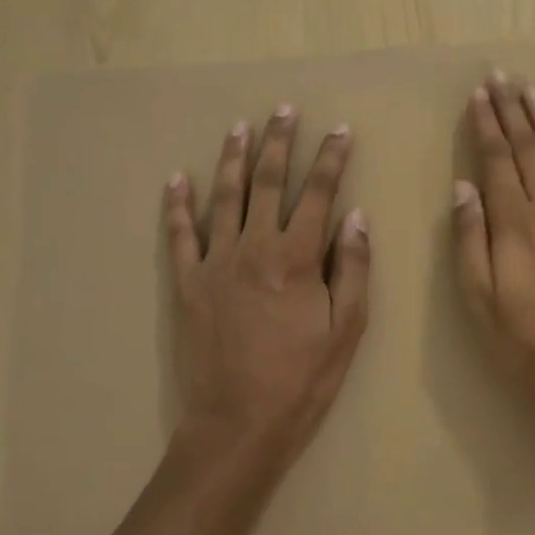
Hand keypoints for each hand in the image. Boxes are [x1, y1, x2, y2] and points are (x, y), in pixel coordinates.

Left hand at [163, 106, 369, 467]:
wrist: (237, 425)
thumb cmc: (302, 379)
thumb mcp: (347, 328)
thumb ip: (353, 267)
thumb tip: (356, 215)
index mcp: (297, 258)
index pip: (318, 194)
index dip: (331, 159)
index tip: (339, 130)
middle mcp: (255, 248)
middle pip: (268, 182)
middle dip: (279, 142)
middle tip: (283, 109)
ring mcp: (215, 263)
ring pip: (225, 197)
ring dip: (233, 158)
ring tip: (239, 126)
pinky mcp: (187, 284)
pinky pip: (180, 235)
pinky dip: (178, 205)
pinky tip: (178, 178)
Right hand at [452, 72, 534, 412]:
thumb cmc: (523, 339)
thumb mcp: (479, 298)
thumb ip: (470, 239)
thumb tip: (463, 186)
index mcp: (513, 222)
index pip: (496, 159)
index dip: (487, 123)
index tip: (480, 93)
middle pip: (527, 148)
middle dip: (512, 110)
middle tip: (502, 76)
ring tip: (533, 91)